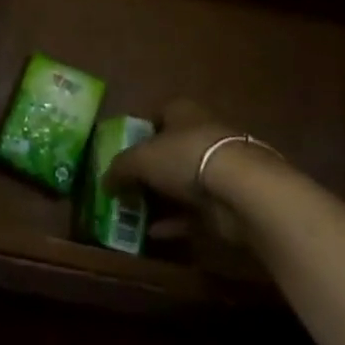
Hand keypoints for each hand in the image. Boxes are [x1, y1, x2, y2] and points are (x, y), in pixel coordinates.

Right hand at [105, 99, 289, 244]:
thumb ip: (120, 168)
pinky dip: (175, 221)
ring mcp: (217, 168)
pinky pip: (194, 210)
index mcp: (181, 111)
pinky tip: (154, 233)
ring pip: (182, 181)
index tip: (121, 153)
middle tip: (125, 187)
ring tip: (135, 213)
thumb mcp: (141, 159)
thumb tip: (104, 181)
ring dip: (161, 198)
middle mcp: (200, 133)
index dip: (138, 133)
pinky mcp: (227, 199)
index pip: (156, 115)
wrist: (241, 189)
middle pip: (168, 150)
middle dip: (149, 169)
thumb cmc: (185, 157)